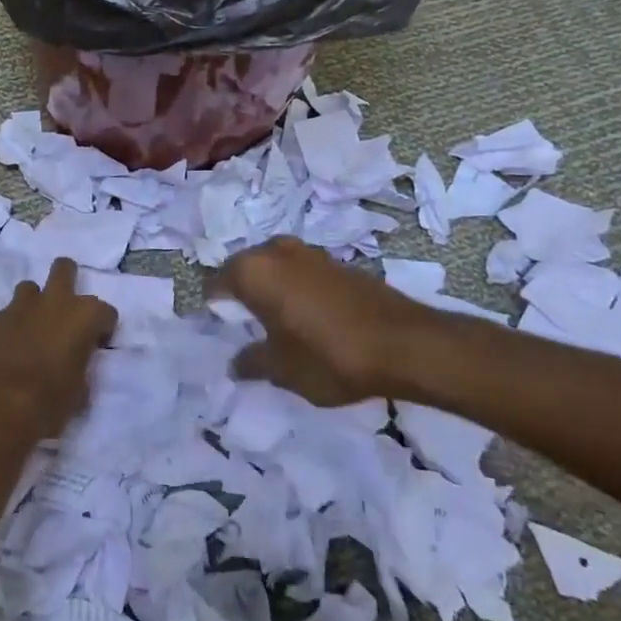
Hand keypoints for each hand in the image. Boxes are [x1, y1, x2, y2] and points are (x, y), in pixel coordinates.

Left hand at [0, 258, 116, 440]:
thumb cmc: (47, 402)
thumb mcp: (79, 392)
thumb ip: (81, 366)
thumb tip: (75, 364)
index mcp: (84, 316)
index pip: (106, 312)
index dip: (103, 328)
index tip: (96, 345)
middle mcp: (54, 301)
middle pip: (64, 268)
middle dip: (67, 281)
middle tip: (65, 310)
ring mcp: (20, 306)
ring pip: (30, 288)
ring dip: (35, 304)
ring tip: (33, 328)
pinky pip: (7, 313)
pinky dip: (11, 325)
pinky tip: (7, 347)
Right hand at [214, 237, 446, 405]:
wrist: (404, 343)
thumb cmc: (329, 355)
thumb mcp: (282, 370)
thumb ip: (251, 363)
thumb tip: (235, 363)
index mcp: (252, 270)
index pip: (215, 286)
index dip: (215, 312)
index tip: (225, 335)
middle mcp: (275, 250)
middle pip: (244, 272)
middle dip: (243, 298)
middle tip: (249, 332)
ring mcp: (309, 253)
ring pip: (274, 270)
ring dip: (272, 292)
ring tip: (280, 328)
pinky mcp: (337, 262)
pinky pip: (301, 274)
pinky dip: (297, 292)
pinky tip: (310, 321)